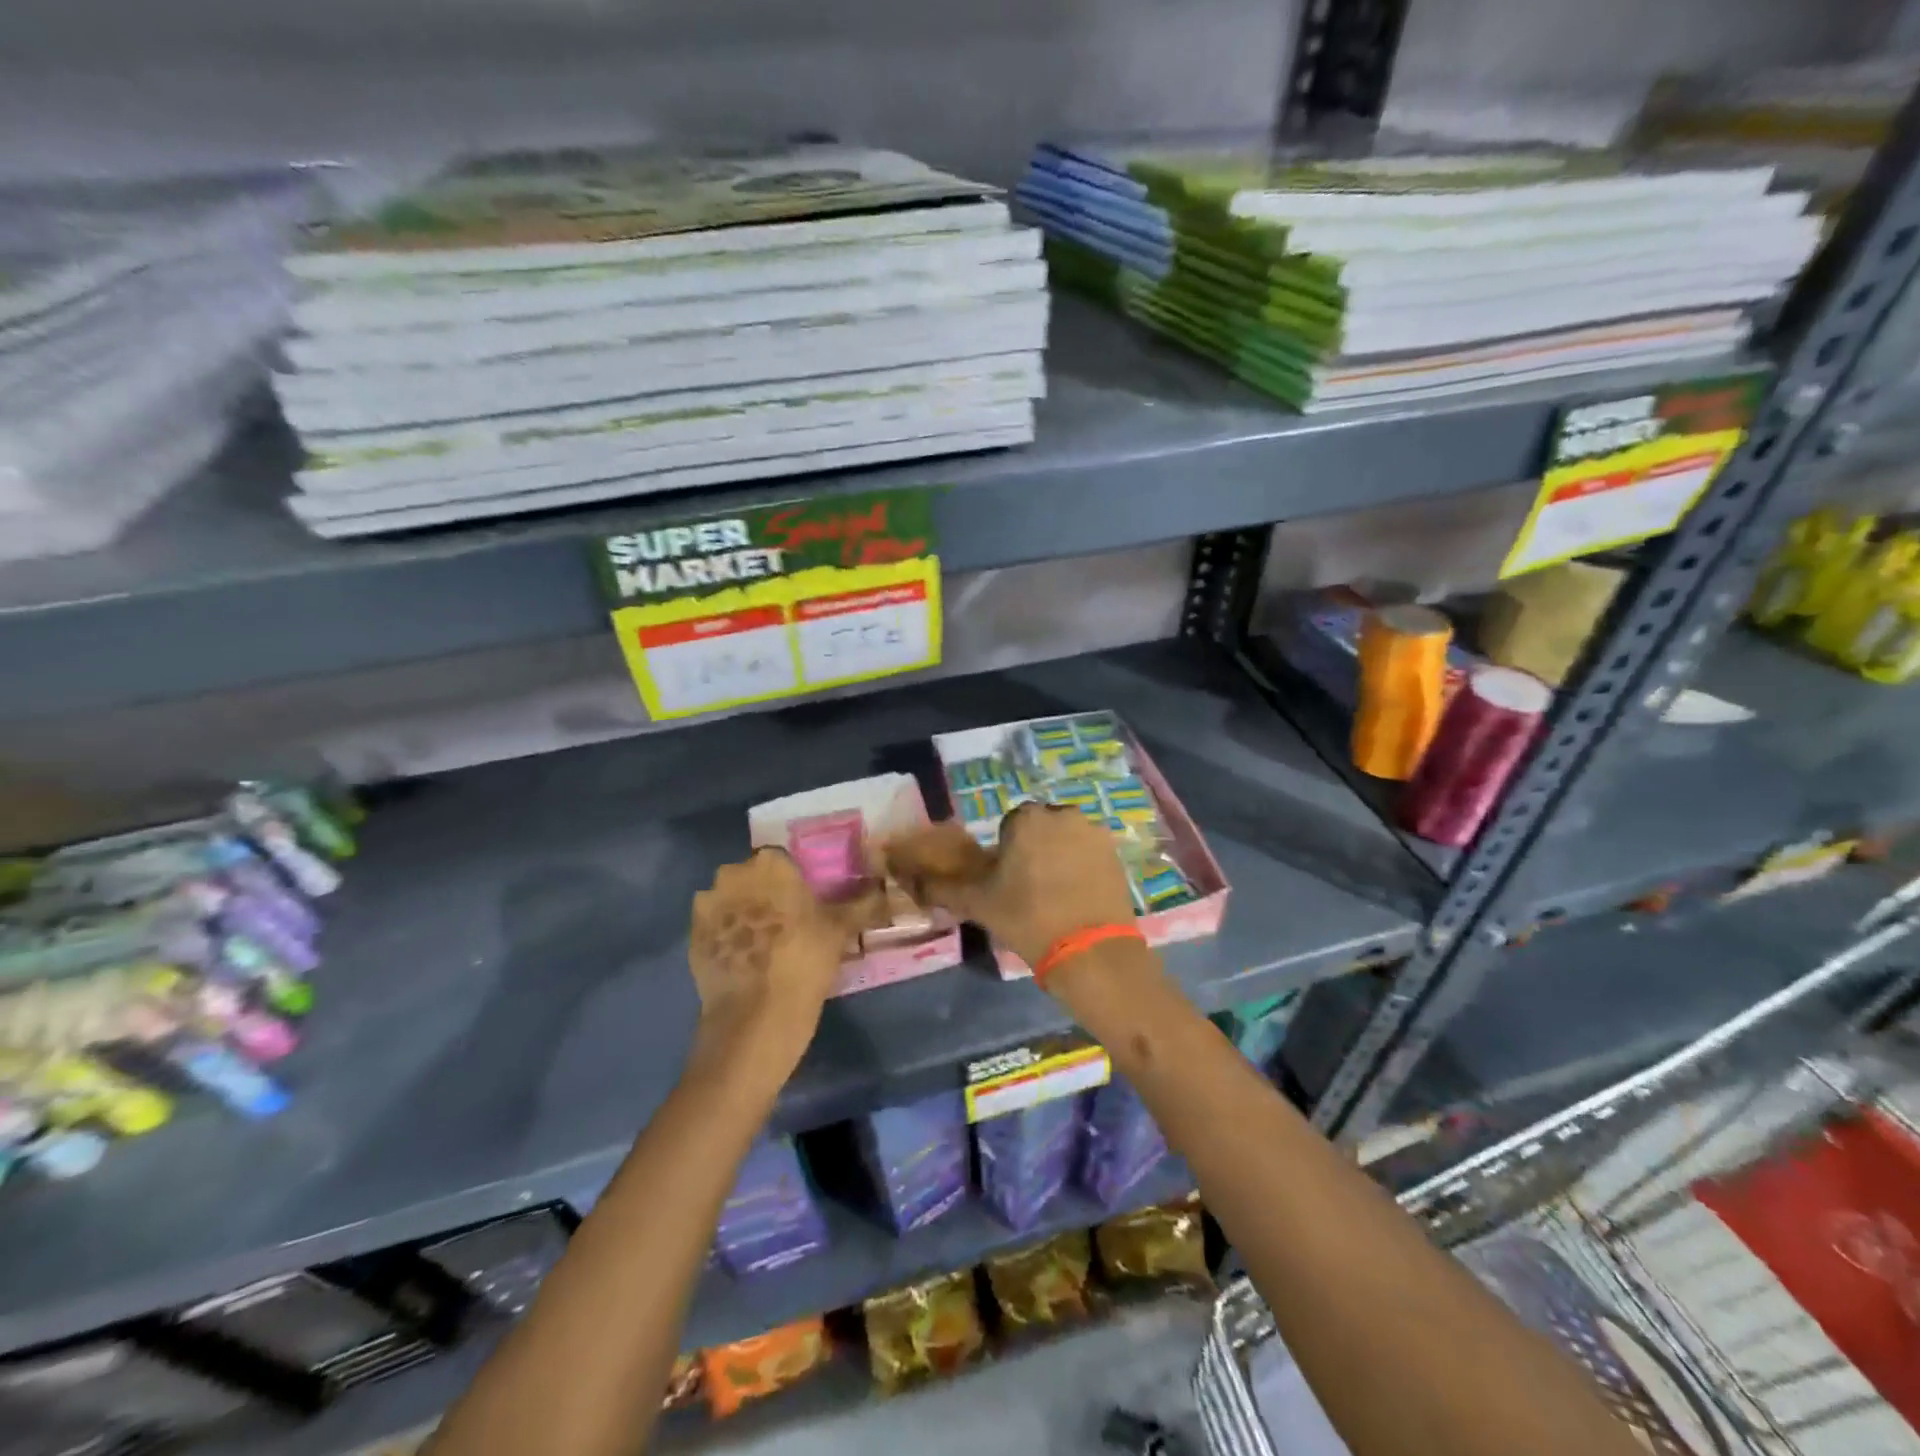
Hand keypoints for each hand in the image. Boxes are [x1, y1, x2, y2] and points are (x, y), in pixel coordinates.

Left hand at [687, 847, 871, 1081]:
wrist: (753, 1019)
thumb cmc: (803, 962)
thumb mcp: (840, 930)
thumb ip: (862, 903)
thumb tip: (883, 889)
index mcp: (771, 864)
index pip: (784, 859)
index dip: (795, 880)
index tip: (806, 903)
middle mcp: (733, 875)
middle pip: (753, 877)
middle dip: (766, 893)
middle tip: (788, 923)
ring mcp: (707, 906)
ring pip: (731, 900)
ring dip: (744, 913)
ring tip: (764, 944)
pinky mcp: (692, 937)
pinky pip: (715, 927)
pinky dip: (727, 937)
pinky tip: (745, 959)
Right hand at [884, 802, 1137, 969]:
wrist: (1091, 952)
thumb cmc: (1027, 919)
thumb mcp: (977, 904)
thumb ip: (942, 888)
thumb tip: (912, 880)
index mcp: (1028, 818)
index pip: (1009, 826)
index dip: (1005, 854)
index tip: (1006, 883)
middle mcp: (1064, 815)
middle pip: (1040, 830)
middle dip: (1034, 851)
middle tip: (1028, 891)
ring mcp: (1095, 834)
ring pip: (1067, 841)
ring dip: (1059, 859)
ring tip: (1055, 898)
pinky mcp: (1117, 856)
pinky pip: (1090, 856)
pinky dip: (1082, 871)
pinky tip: (1077, 901)